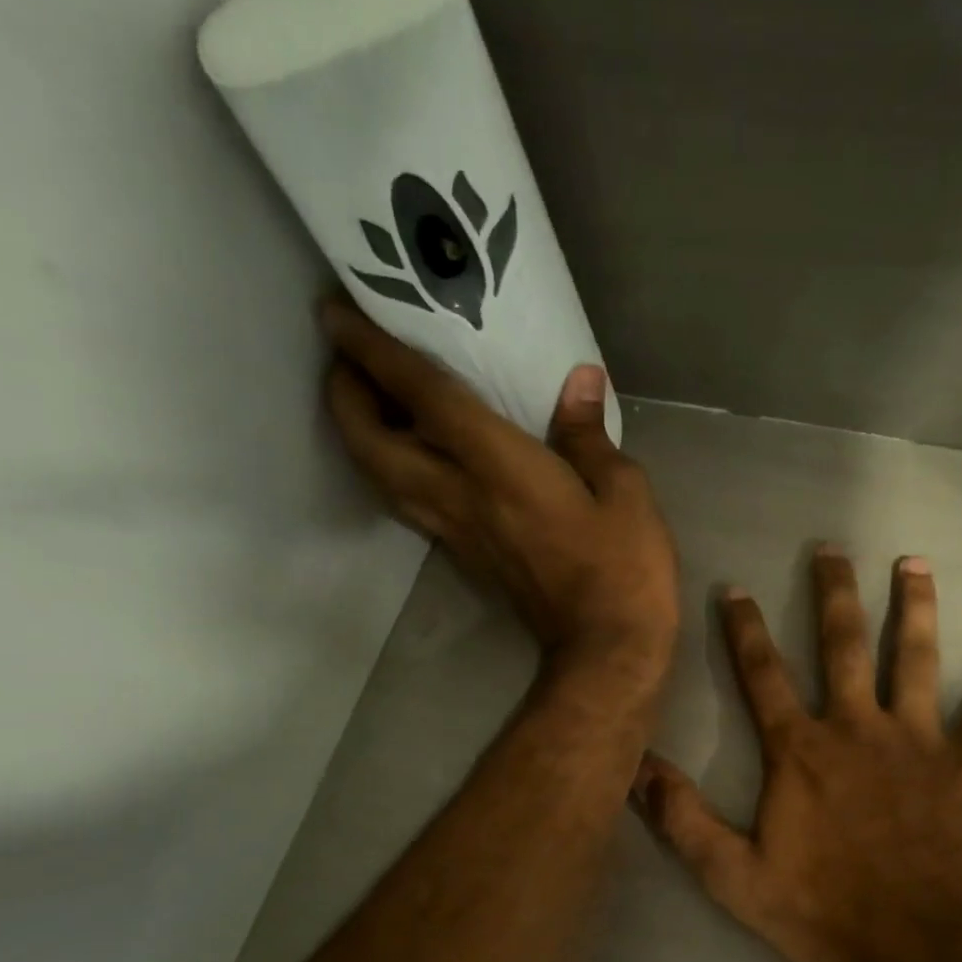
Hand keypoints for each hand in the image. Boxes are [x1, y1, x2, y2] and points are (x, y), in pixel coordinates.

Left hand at [320, 298, 678, 689]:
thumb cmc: (624, 569)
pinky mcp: (468, 559)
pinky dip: (394, 470)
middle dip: (346, 396)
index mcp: (498, 469)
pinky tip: (416, 456)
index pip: (422, 399)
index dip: (374, 352)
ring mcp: (458, 533)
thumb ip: (590, 435)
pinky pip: (411, 504)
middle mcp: (461, 498)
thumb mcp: (625, 493)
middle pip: (374, 445)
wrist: (607, 649)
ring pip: (383, 479)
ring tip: (373, 402)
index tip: (336, 312)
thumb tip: (579, 381)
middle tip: (350, 359)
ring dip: (361, 436)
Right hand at [631, 545, 961, 961]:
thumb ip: (683, 819)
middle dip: (833, 594)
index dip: (744, 629)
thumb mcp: (733, 876)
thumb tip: (635, 767)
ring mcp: (920, 742)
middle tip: (831, 549)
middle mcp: (858, 729)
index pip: (763, 674)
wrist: (917, 952)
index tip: (735, 588)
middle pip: (843, 645)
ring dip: (915, 607)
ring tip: (914, 563)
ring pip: (917, 659)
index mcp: (801, 752)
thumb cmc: (822, 914)